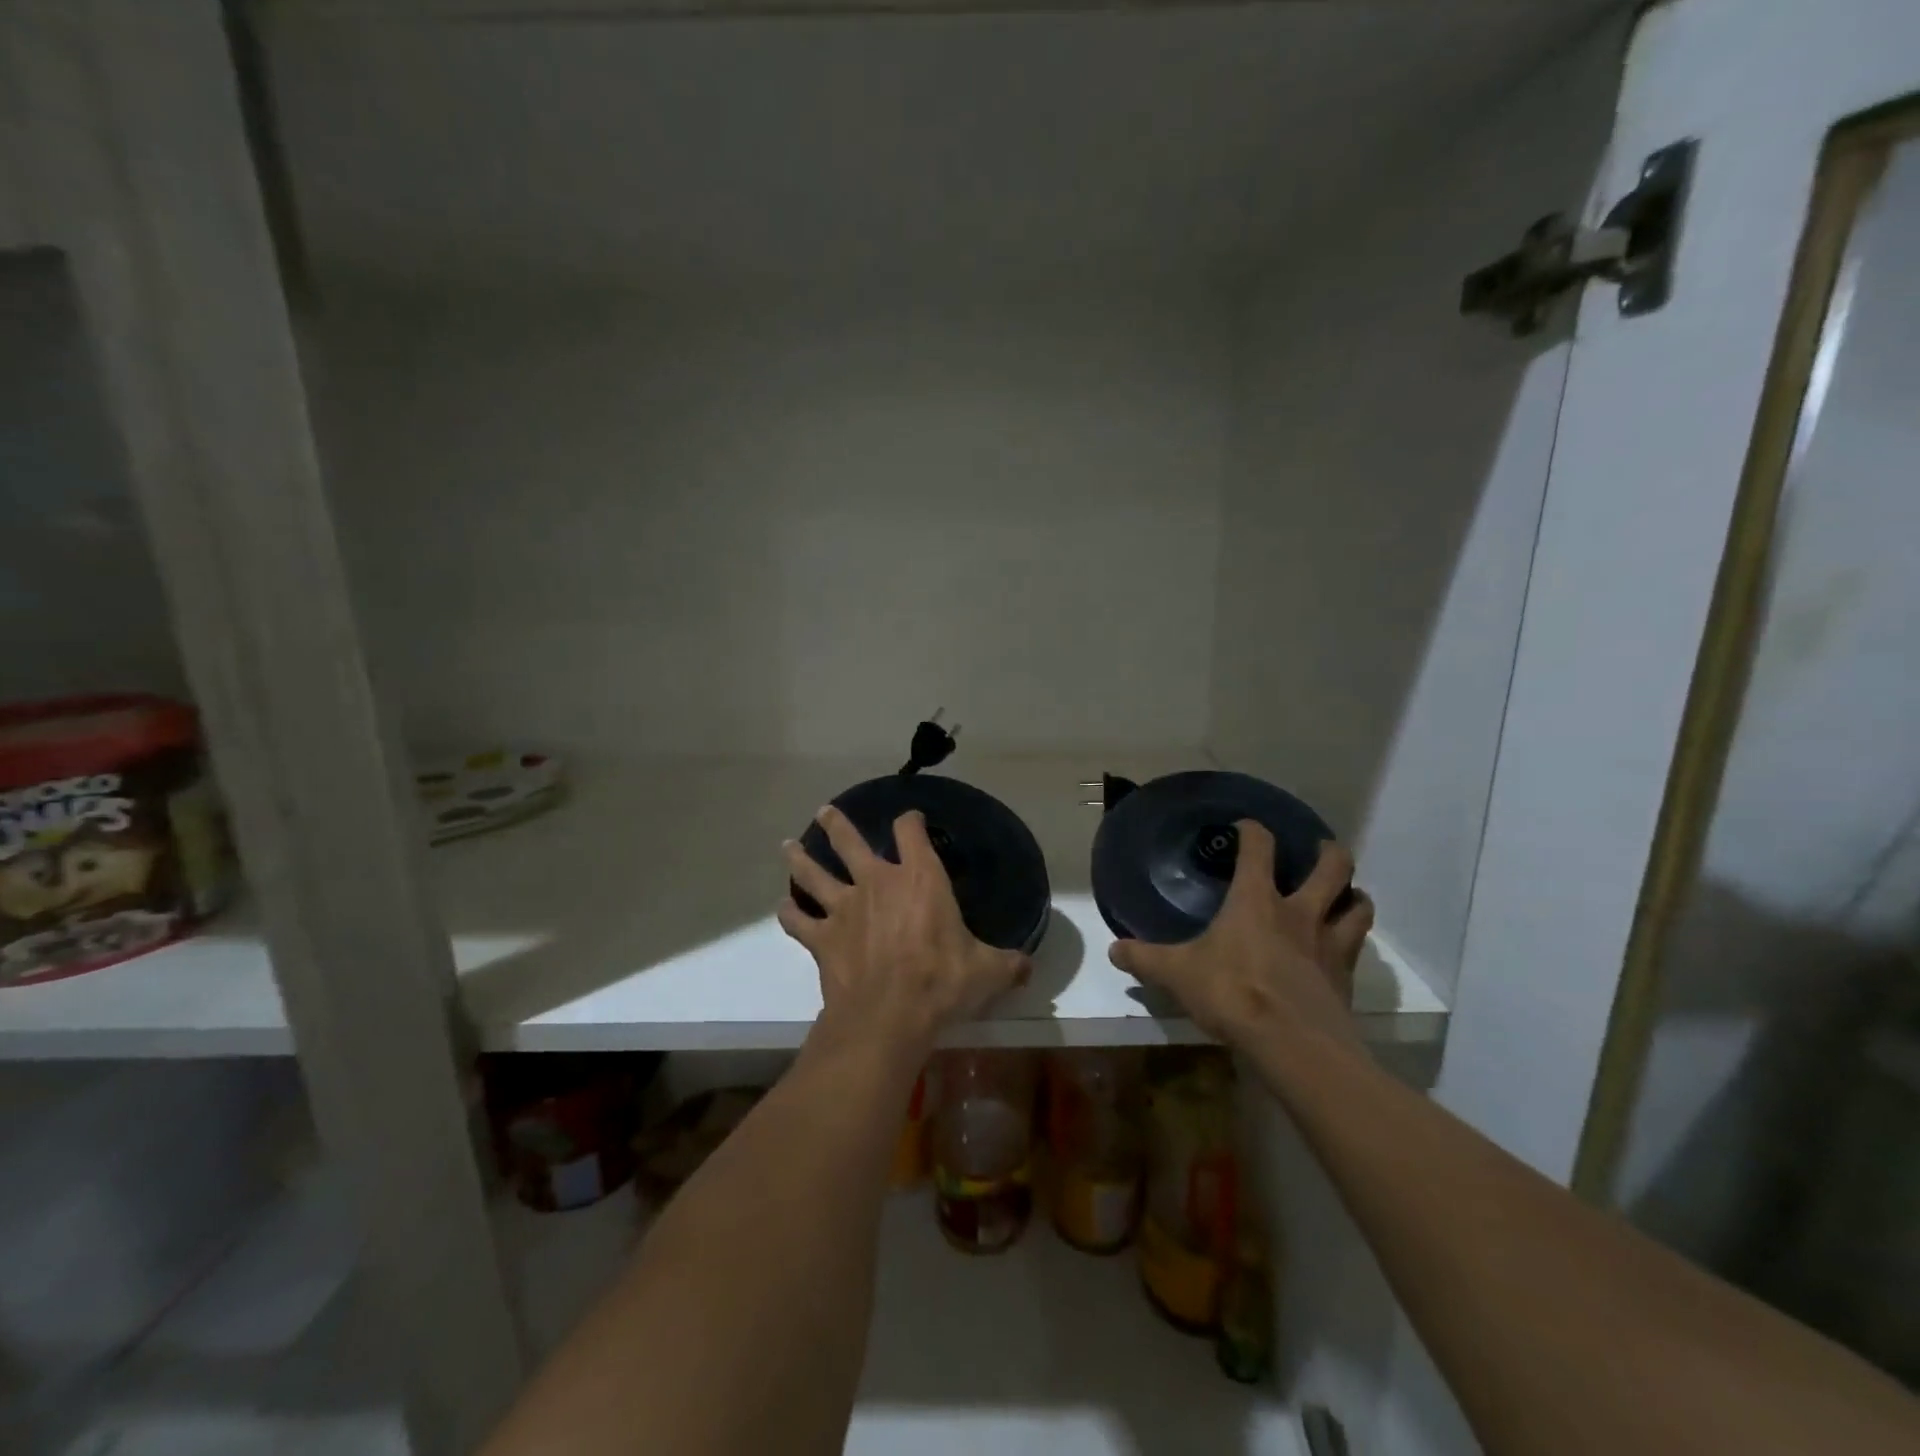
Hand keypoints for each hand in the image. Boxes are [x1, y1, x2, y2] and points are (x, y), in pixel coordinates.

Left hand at [779, 805, 1029, 1055]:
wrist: (889, 1015)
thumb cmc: (942, 982)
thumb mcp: (987, 971)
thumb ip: (1009, 964)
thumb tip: (1029, 967)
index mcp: (919, 878)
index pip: (910, 831)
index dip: (910, 820)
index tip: (910, 819)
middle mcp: (877, 882)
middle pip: (849, 842)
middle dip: (836, 825)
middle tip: (825, 811)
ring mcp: (844, 908)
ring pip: (814, 873)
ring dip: (800, 858)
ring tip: (788, 844)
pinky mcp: (823, 938)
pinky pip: (799, 921)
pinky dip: (789, 913)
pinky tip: (783, 908)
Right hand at [1109, 822, 1373, 1049]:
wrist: (1293, 1044)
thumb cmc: (1232, 993)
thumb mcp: (1177, 974)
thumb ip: (1145, 958)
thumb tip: (1114, 949)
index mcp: (1256, 900)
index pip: (1258, 848)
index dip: (1253, 830)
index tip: (1246, 826)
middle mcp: (1299, 912)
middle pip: (1332, 867)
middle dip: (1328, 852)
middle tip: (1319, 850)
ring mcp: (1329, 944)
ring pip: (1357, 904)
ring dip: (1353, 894)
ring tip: (1344, 895)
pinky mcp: (1346, 977)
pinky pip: (1357, 947)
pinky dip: (1352, 939)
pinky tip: (1340, 949)